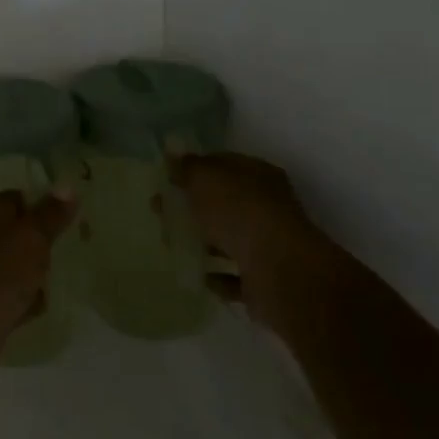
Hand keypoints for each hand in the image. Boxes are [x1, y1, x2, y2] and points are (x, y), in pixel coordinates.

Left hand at [0, 189, 76, 390]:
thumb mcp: (31, 238)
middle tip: (66, 253)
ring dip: (33, 276)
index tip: (69, 221)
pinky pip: (9, 297)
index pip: (16, 199)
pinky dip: (23, 302)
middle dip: (41, 246)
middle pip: (15, 234)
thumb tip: (67, 185)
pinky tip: (37, 309)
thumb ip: (51, 214)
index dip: (43, 207)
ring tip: (54, 282)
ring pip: (13, 267)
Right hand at [170, 152, 324, 331]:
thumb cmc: (239, 211)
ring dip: (203, 242)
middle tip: (160, 211)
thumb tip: (172, 158)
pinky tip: (197, 274)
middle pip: (225, 203)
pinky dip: (218, 276)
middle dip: (193, 206)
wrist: (279, 271)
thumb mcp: (204, 178)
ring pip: (230, 239)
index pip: (224, 165)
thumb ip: (187, 168)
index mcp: (258, 175)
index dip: (196, 169)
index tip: (168, 179)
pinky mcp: (266, 280)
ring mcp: (269, 245)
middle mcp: (268, 207)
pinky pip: (236, 276)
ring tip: (170, 243)